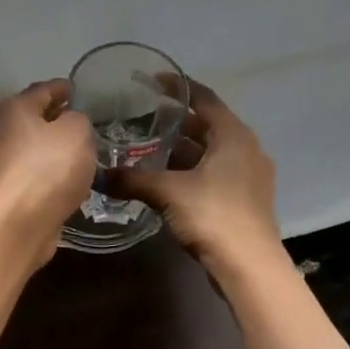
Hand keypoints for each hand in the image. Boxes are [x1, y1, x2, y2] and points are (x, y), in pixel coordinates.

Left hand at [0, 79, 96, 253]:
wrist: (21, 221)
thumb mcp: (77, 131)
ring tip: (84, 148)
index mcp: (16, 108)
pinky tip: (72, 176)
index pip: (43, 89)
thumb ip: (79, 119)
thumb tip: (72, 122)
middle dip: (58, 118)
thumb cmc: (49, 167)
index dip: (63, 87)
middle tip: (85, 120)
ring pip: (36, 147)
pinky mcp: (12, 191)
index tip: (78, 89)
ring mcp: (5, 163)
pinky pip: (38, 172)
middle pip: (35, 118)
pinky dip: (53, 171)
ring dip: (56, 147)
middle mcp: (4, 132)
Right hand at [107, 82, 279, 272]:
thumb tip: (100, 174)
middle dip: (177, 121)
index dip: (178, 87)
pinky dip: (191, 169)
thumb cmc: (213, 215)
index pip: (204, 99)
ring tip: (149, 147)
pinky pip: (215, 172)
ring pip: (211, 151)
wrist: (249, 267)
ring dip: (183, 149)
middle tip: (143, 117)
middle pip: (208, 125)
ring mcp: (248, 175)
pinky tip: (166, 179)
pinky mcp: (245, 199)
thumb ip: (133, 179)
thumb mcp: (168, 192)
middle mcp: (245, 148)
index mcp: (233, 135)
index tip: (153, 81)